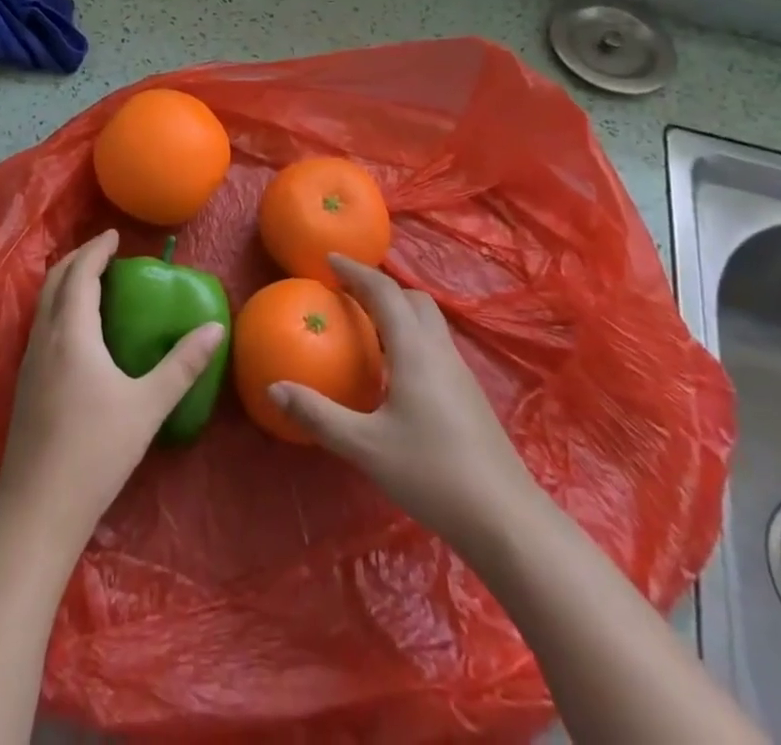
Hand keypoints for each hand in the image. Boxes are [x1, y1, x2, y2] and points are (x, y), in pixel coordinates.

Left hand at [0, 230, 224, 548]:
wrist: (36, 510)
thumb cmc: (95, 452)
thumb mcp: (147, 406)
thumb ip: (183, 365)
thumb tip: (215, 327)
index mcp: (72, 333)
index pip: (81, 273)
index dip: (97, 249)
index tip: (115, 234)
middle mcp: (44, 338)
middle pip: (55, 280)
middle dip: (78, 258)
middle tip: (105, 251)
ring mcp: (29, 361)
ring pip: (44, 303)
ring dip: (66, 282)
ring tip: (93, 281)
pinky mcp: (24, 384)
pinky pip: (41, 325)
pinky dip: (58, 306)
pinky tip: (77, 329)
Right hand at [270, 256, 536, 558]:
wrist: (506, 519)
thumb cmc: (432, 474)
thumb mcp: (365, 447)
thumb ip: (318, 415)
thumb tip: (274, 387)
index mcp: (414, 349)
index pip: (384, 292)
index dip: (355, 271)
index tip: (329, 260)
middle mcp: (439, 350)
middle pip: (412, 299)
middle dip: (380, 287)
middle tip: (347, 292)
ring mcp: (460, 372)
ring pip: (428, 322)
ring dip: (398, 311)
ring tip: (367, 326)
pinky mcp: (469, 395)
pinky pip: (435, 345)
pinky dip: (410, 337)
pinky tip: (396, 371)